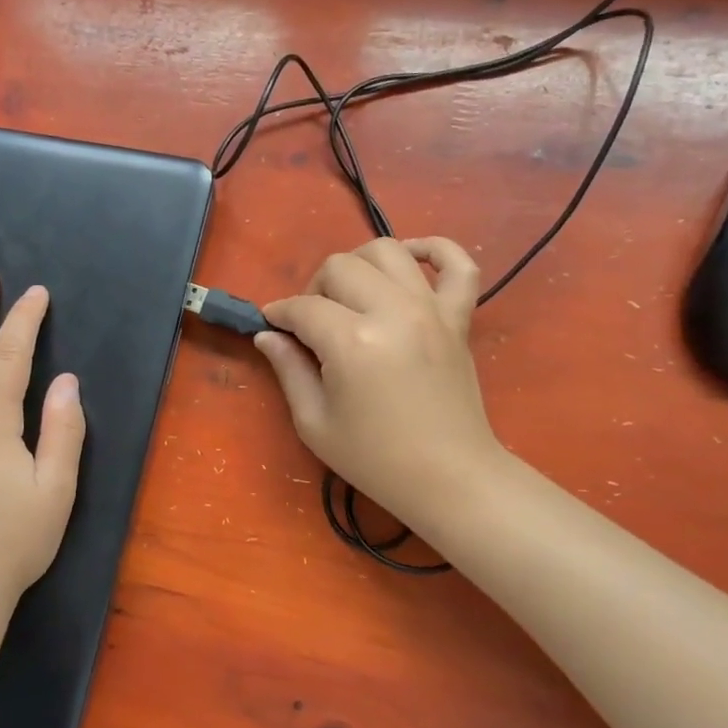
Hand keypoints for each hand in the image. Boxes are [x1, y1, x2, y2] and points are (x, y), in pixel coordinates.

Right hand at [256, 237, 506, 534]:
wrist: (449, 478)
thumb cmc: (374, 458)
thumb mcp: (314, 422)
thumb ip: (288, 370)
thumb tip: (268, 335)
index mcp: (352, 341)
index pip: (303, 307)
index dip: (279, 314)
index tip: (271, 327)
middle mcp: (393, 311)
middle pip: (340, 266)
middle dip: (314, 289)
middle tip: (311, 324)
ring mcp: (431, 310)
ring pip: (387, 251)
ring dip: (358, 265)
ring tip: (350, 295)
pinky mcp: (459, 318)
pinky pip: (458, 264)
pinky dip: (435, 250)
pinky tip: (411, 260)